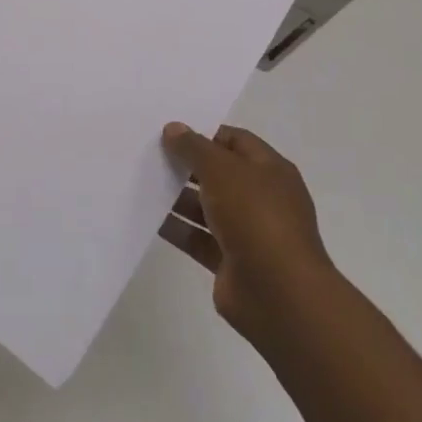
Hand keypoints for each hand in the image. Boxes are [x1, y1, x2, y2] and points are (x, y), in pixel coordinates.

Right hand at [159, 124, 329, 343]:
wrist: (278, 293)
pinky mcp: (230, 261)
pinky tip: (149, 219)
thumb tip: (173, 128)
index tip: (170, 133)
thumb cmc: (255, 217)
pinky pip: (198, 238)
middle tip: (150, 156)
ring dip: (178, 198)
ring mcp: (247, 232)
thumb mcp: (222, 170)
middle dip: (187, 166)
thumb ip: (194, 147)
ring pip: (207, 208)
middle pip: (219, 174)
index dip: (205, 134)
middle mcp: (261, 198)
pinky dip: (177, 229)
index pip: (235, 141)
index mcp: (270, 170)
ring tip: (143, 184)